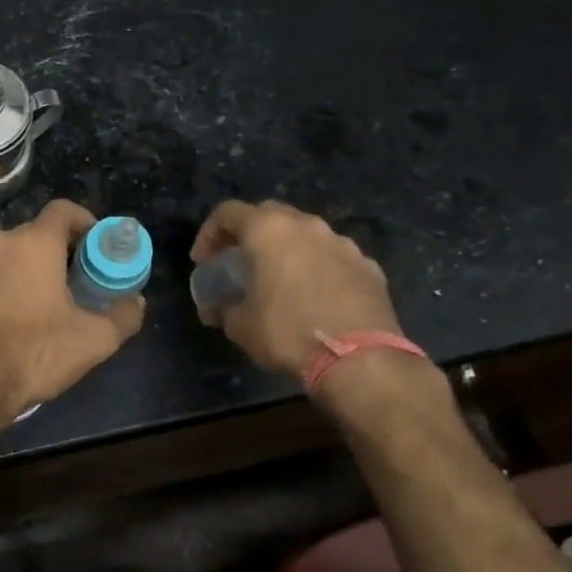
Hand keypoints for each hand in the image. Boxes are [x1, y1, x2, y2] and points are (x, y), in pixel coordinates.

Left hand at [0, 198, 144, 421]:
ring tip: (41, 303)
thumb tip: (136, 302)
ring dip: (27, 269)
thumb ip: (124, 315)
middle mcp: (0, 244)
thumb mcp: (94, 340)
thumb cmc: (36, 354)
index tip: (95, 247)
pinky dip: (0, 286)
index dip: (84, 222)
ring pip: (8, 255)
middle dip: (58, 250)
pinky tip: (8, 319)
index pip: (63, 210)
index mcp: (35, 244)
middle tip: (75, 280)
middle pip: (36, 233)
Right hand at [190, 200, 402, 377]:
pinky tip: (316, 297)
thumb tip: (217, 309)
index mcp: (269, 230)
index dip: (209, 234)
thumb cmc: (287, 331)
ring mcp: (342, 243)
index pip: (227, 213)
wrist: (359, 358)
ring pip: (306, 235)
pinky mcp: (369, 266)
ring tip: (280, 279)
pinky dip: (319, 269)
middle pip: (269, 215)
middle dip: (250, 234)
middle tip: (239, 262)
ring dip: (288, 250)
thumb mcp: (240, 325)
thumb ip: (224, 308)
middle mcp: (306, 226)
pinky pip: (334, 258)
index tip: (203, 261)